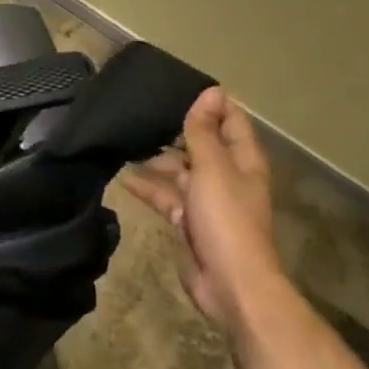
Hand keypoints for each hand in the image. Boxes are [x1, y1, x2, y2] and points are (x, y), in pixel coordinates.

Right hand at [123, 86, 282, 332]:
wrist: (228, 282)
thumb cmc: (225, 219)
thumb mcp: (212, 168)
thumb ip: (205, 132)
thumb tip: (211, 91)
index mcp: (242, 160)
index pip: (231, 121)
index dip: (210, 104)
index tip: (177, 86)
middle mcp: (227, 176)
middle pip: (202, 145)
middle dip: (176, 131)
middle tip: (140, 113)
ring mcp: (207, 200)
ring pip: (180, 170)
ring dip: (157, 159)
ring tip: (126, 143)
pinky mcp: (189, 221)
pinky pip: (167, 196)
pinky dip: (149, 188)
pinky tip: (125, 180)